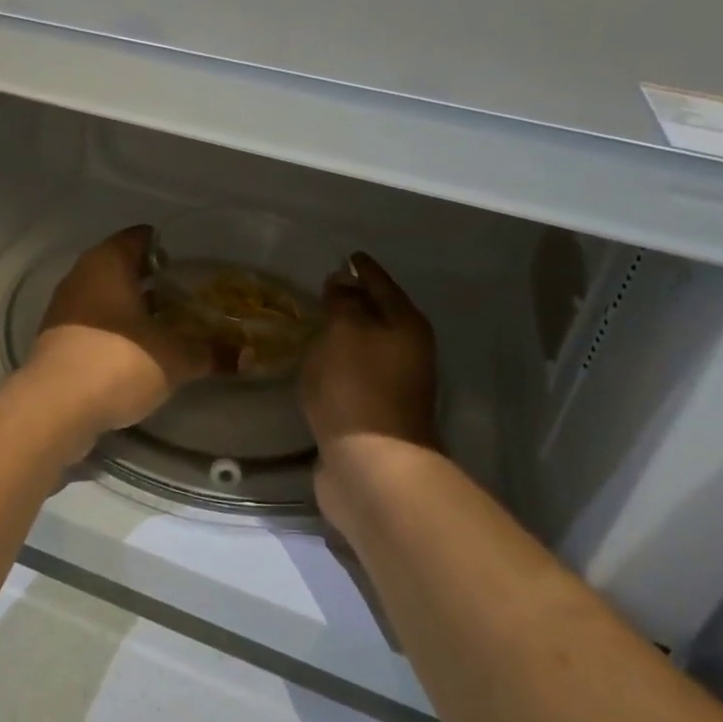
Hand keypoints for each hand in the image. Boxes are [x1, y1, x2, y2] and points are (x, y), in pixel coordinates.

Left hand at [27, 226, 214, 433]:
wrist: (56, 406)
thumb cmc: (119, 361)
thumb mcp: (176, 357)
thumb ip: (212, 352)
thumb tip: (248, 356)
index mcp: (108, 262)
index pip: (141, 237)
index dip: (169, 246)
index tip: (195, 263)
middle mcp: (82, 276)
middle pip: (123, 267)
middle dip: (155, 281)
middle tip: (191, 296)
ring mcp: (65, 308)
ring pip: (108, 298)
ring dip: (135, 309)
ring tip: (172, 326)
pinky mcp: (57, 339)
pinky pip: (94, 324)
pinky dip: (117, 332)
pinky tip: (141, 352)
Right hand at [299, 254, 442, 522]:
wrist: (371, 465)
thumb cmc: (357, 387)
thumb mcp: (345, 331)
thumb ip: (343, 302)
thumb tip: (344, 283)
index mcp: (406, 325)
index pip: (382, 284)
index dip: (363, 269)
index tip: (347, 256)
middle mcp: (408, 352)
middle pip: (379, 315)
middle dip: (355, 301)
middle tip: (325, 288)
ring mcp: (394, 385)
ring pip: (366, 347)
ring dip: (345, 335)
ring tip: (315, 323)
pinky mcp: (374, 413)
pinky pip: (353, 374)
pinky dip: (338, 364)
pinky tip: (317, 363)